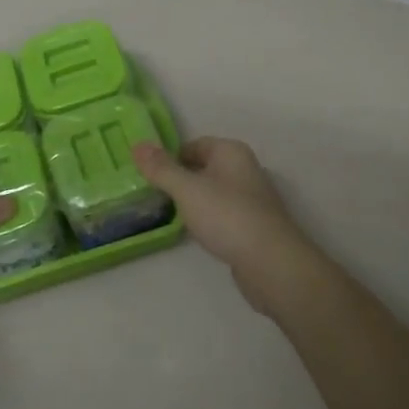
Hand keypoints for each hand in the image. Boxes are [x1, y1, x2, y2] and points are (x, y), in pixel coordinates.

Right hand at [132, 137, 323, 312]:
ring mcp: (251, 198)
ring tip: (170, 216)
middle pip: (203, 167)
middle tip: (153, 196)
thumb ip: (161, 168)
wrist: (271, 263)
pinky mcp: (254, 225)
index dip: (170, 158)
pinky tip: (196, 234)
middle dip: (180, 180)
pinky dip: (208, 219)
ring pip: (213, 192)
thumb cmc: (227, 216)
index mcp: (231, 152)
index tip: (148, 177)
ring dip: (193, 201)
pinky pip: (223, 214)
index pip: (193, 145)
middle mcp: (244, 169)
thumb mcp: (187, 189)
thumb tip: (138, 145)